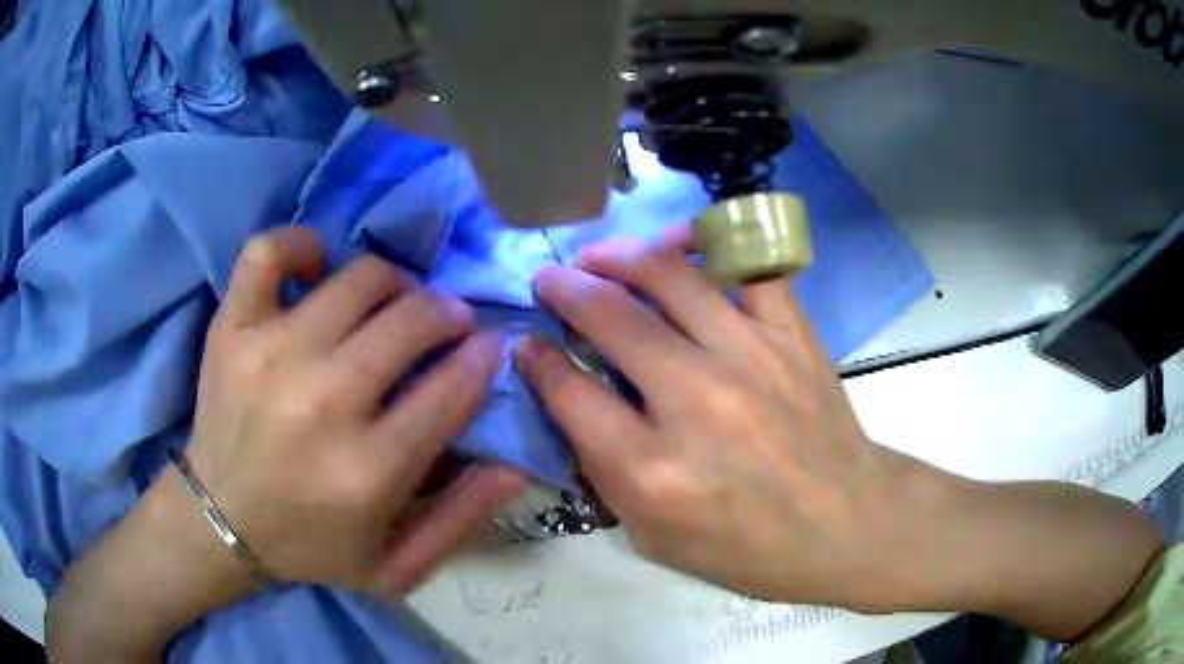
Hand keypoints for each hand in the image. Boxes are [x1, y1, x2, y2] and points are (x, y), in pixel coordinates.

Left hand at [188, 227, 522, 593]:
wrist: (218, 521)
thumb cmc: (311, 546)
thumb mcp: (396, 565)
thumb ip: (460, 519)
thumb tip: (515, 465)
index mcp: (368, 471)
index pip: (452, 388)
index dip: (483, 358)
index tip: (488, 347)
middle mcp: (322, 402)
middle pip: (411, 320)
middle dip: (447, 314)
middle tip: (446, 324)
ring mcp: (270, 353)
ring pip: (358, 279)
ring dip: (394, 283)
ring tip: (392, 303)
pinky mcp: (232, 328)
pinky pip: (269, 251)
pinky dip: (300, 246)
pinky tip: (317, 268)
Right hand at [514, 230, 947, 610]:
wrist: (848, 525)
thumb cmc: (749, 549)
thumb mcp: (655, 539)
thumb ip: (605, 473)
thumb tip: (572, 401)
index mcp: (653, 470)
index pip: (570, 393)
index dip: (537, 362)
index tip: (527, 344)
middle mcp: (696, 401)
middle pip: (611, 318)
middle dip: (565, 289)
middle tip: (549, 279)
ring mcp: (750, 357)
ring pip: (670, 276)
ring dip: (620, 255)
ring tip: (599, 255)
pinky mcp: (792, 335)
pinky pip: (749, 265)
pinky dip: (711, 244)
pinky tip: (685, 247)